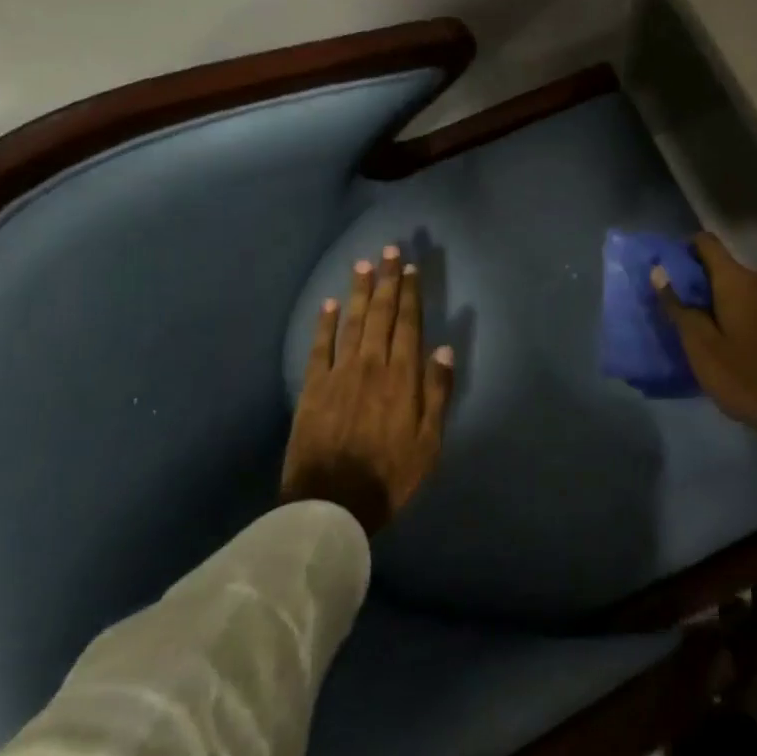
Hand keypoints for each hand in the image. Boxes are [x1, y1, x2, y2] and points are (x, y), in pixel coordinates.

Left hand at [281, 246, 455, 535]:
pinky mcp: (313, 387)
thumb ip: (437, 393)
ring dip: (358, 291)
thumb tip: (443, 348)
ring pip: (352, 322)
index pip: (408, 323)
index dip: (409, 293)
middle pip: (381, 314)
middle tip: (388, 250)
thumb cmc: (390, 477)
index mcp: (402, 377)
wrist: (331, 505)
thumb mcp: (429, 443)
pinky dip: (324, 323)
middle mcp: (372, 365)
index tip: (409, 268)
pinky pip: (319, 346)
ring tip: (363, 264)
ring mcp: (339, 373)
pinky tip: (328, 304)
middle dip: (386, 280)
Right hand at [652, 232, 756, 456]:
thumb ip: (678, 306)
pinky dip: (744, 311)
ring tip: (708, 326)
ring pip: (743, 286)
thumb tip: (659, 270)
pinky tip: (738, 339)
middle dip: (702, 280)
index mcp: (737, 280)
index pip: (706, 242)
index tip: (670, 269)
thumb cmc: (745, 377)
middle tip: (683, 308)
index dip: (685, 249)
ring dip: (724, 298)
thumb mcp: (701, 347)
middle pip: (725, 266)